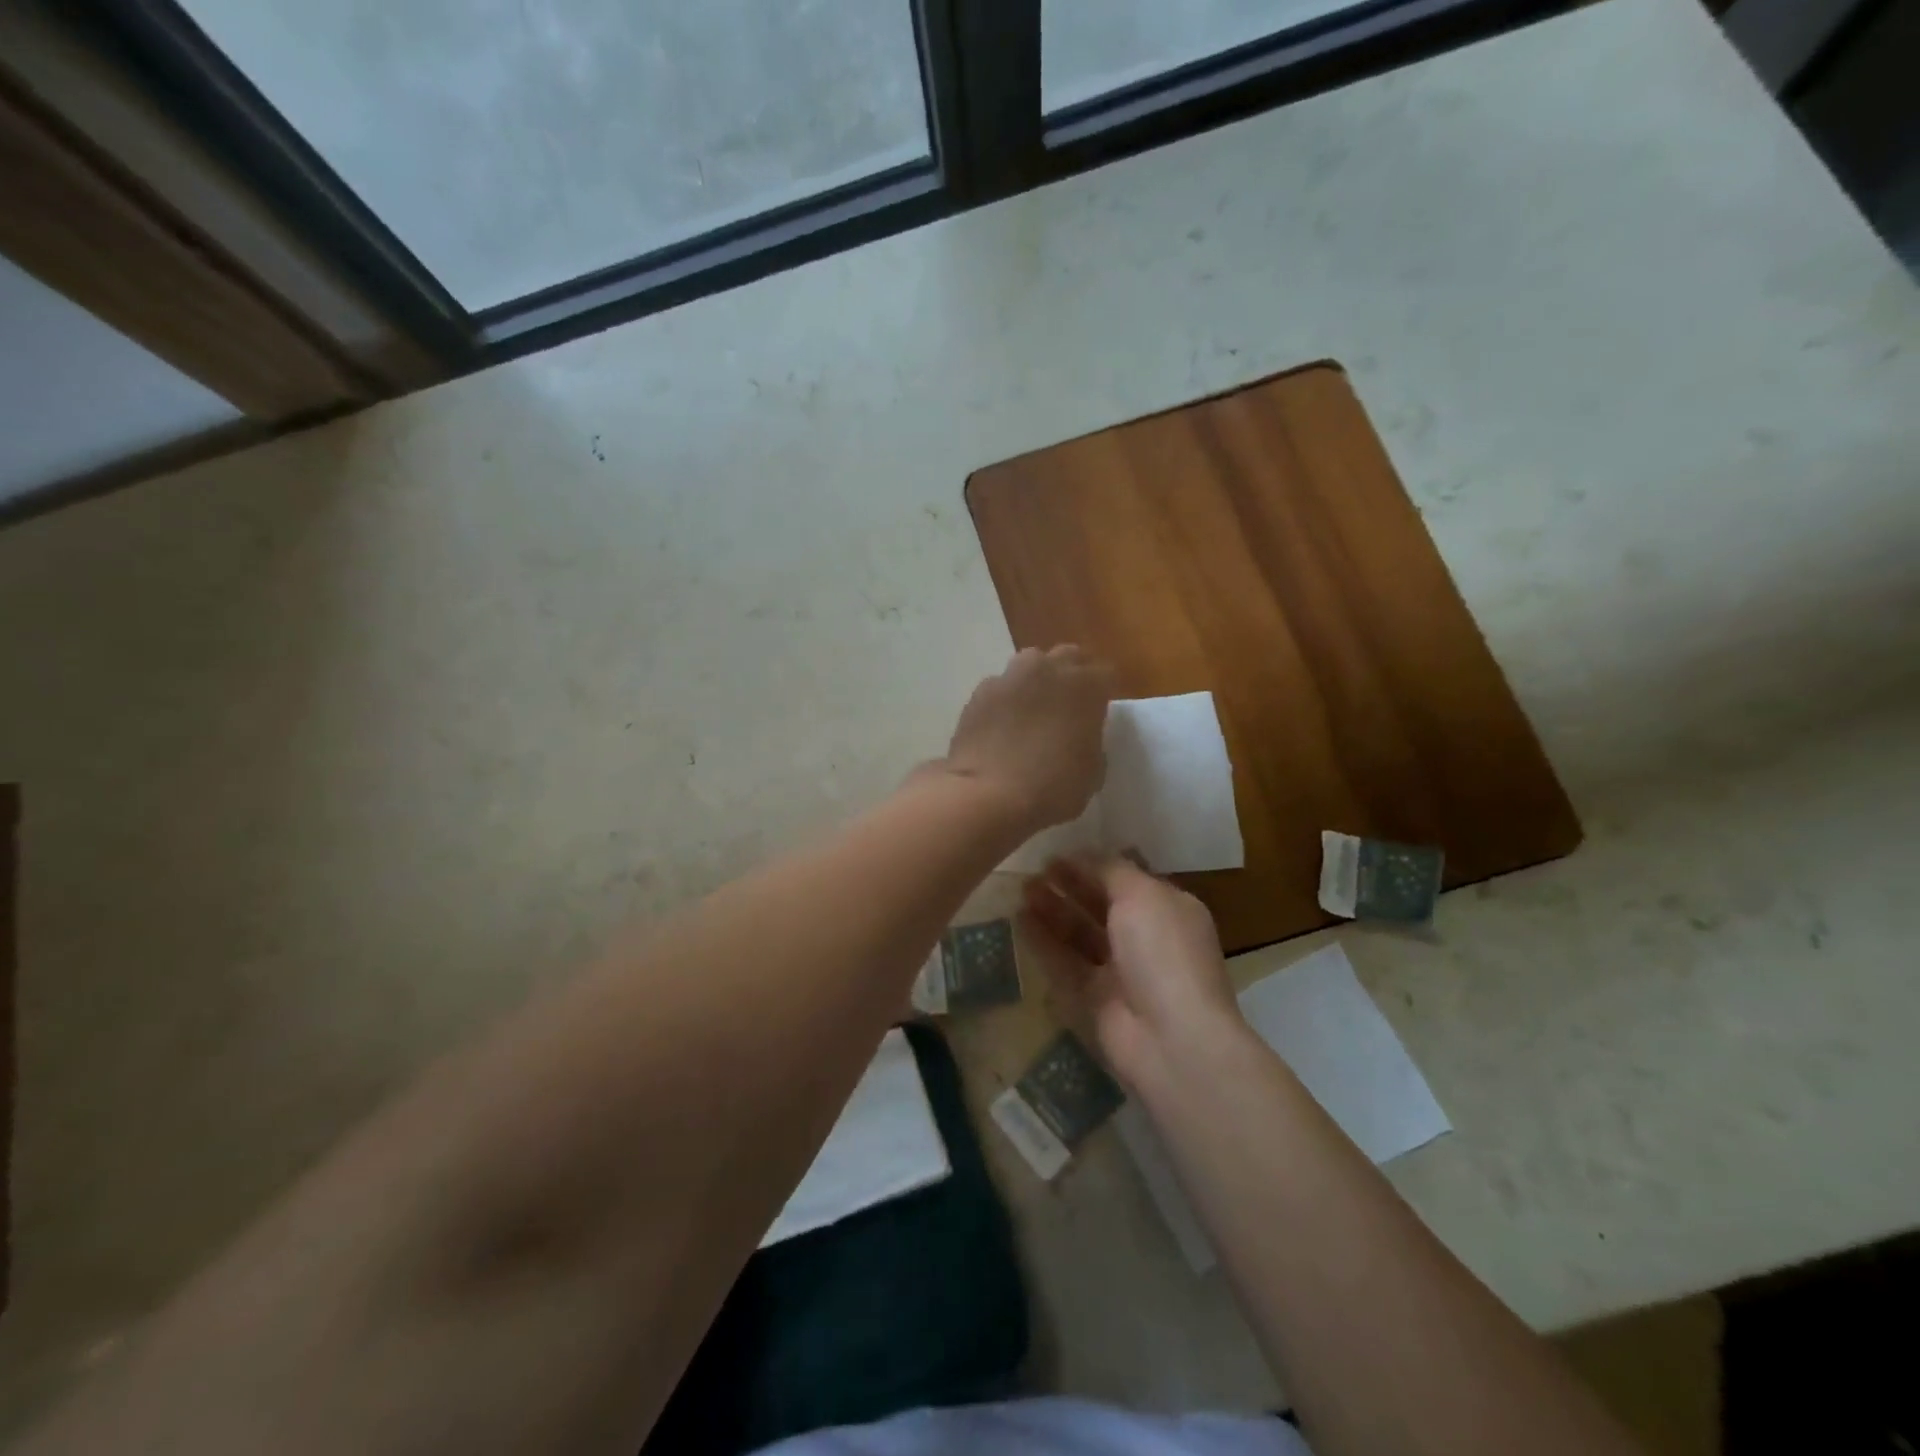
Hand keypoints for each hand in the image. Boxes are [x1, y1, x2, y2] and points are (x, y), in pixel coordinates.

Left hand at [942, 646, 1113, 831]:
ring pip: (1031, 662)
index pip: (1106, 674)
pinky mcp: (981, 691)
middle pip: (1069, 656)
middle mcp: (1050, 669)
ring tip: (1033, 707)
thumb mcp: (1092, 773)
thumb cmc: (1052, 787)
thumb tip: (1082, 736)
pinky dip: (1006, 697)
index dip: (1103, 692)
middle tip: (1069, 703)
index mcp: (1087, 687)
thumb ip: (1091, 742)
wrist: (989, 794)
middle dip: (1072, 674)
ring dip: (1037, 678)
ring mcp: (1012, 676)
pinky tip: (1002, 723)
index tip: (1098, 711)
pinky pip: (1001, 685)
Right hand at [1022, 855, 1241, 1083]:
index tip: (1058, 850)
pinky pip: (1064, 963)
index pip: (1127, 879)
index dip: (1094, 863)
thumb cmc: (1163, 953)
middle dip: (1070, 885)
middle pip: (1100, 905)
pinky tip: (1020, 919)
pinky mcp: (1093, 1000)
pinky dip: (1043, 942)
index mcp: (1167, 910)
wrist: (1171, 1039)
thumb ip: (1110, 870)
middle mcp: (1145, 939)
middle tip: (1035, 868)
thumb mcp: (1142, 894)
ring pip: (1079, 934)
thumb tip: (1083, 854)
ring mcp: (1118, 972)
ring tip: (1022, 888)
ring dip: (1053, 910)